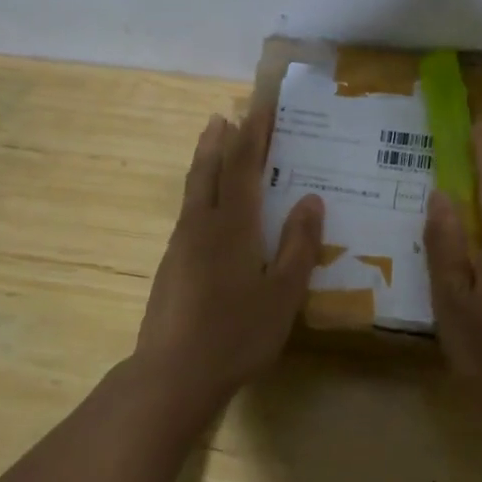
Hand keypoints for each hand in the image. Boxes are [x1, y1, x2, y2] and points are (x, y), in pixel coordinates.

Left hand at [134, 110, 323, 407]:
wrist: (173, 375)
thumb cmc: (237, 334)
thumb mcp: (283, 293)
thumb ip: (298, 244)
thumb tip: (311, 199)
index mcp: (233, 226)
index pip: (243, 166)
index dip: (253, 134)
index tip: (260, 107)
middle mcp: (202, 225)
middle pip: (208, 170)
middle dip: (219, 141)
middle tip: (225, 116)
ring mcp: (181, 246)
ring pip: (193, 191)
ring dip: (205, 163)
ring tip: (214, 147)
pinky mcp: (171, 267)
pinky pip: (189, 214)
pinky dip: (201, 194)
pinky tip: (208, 211)